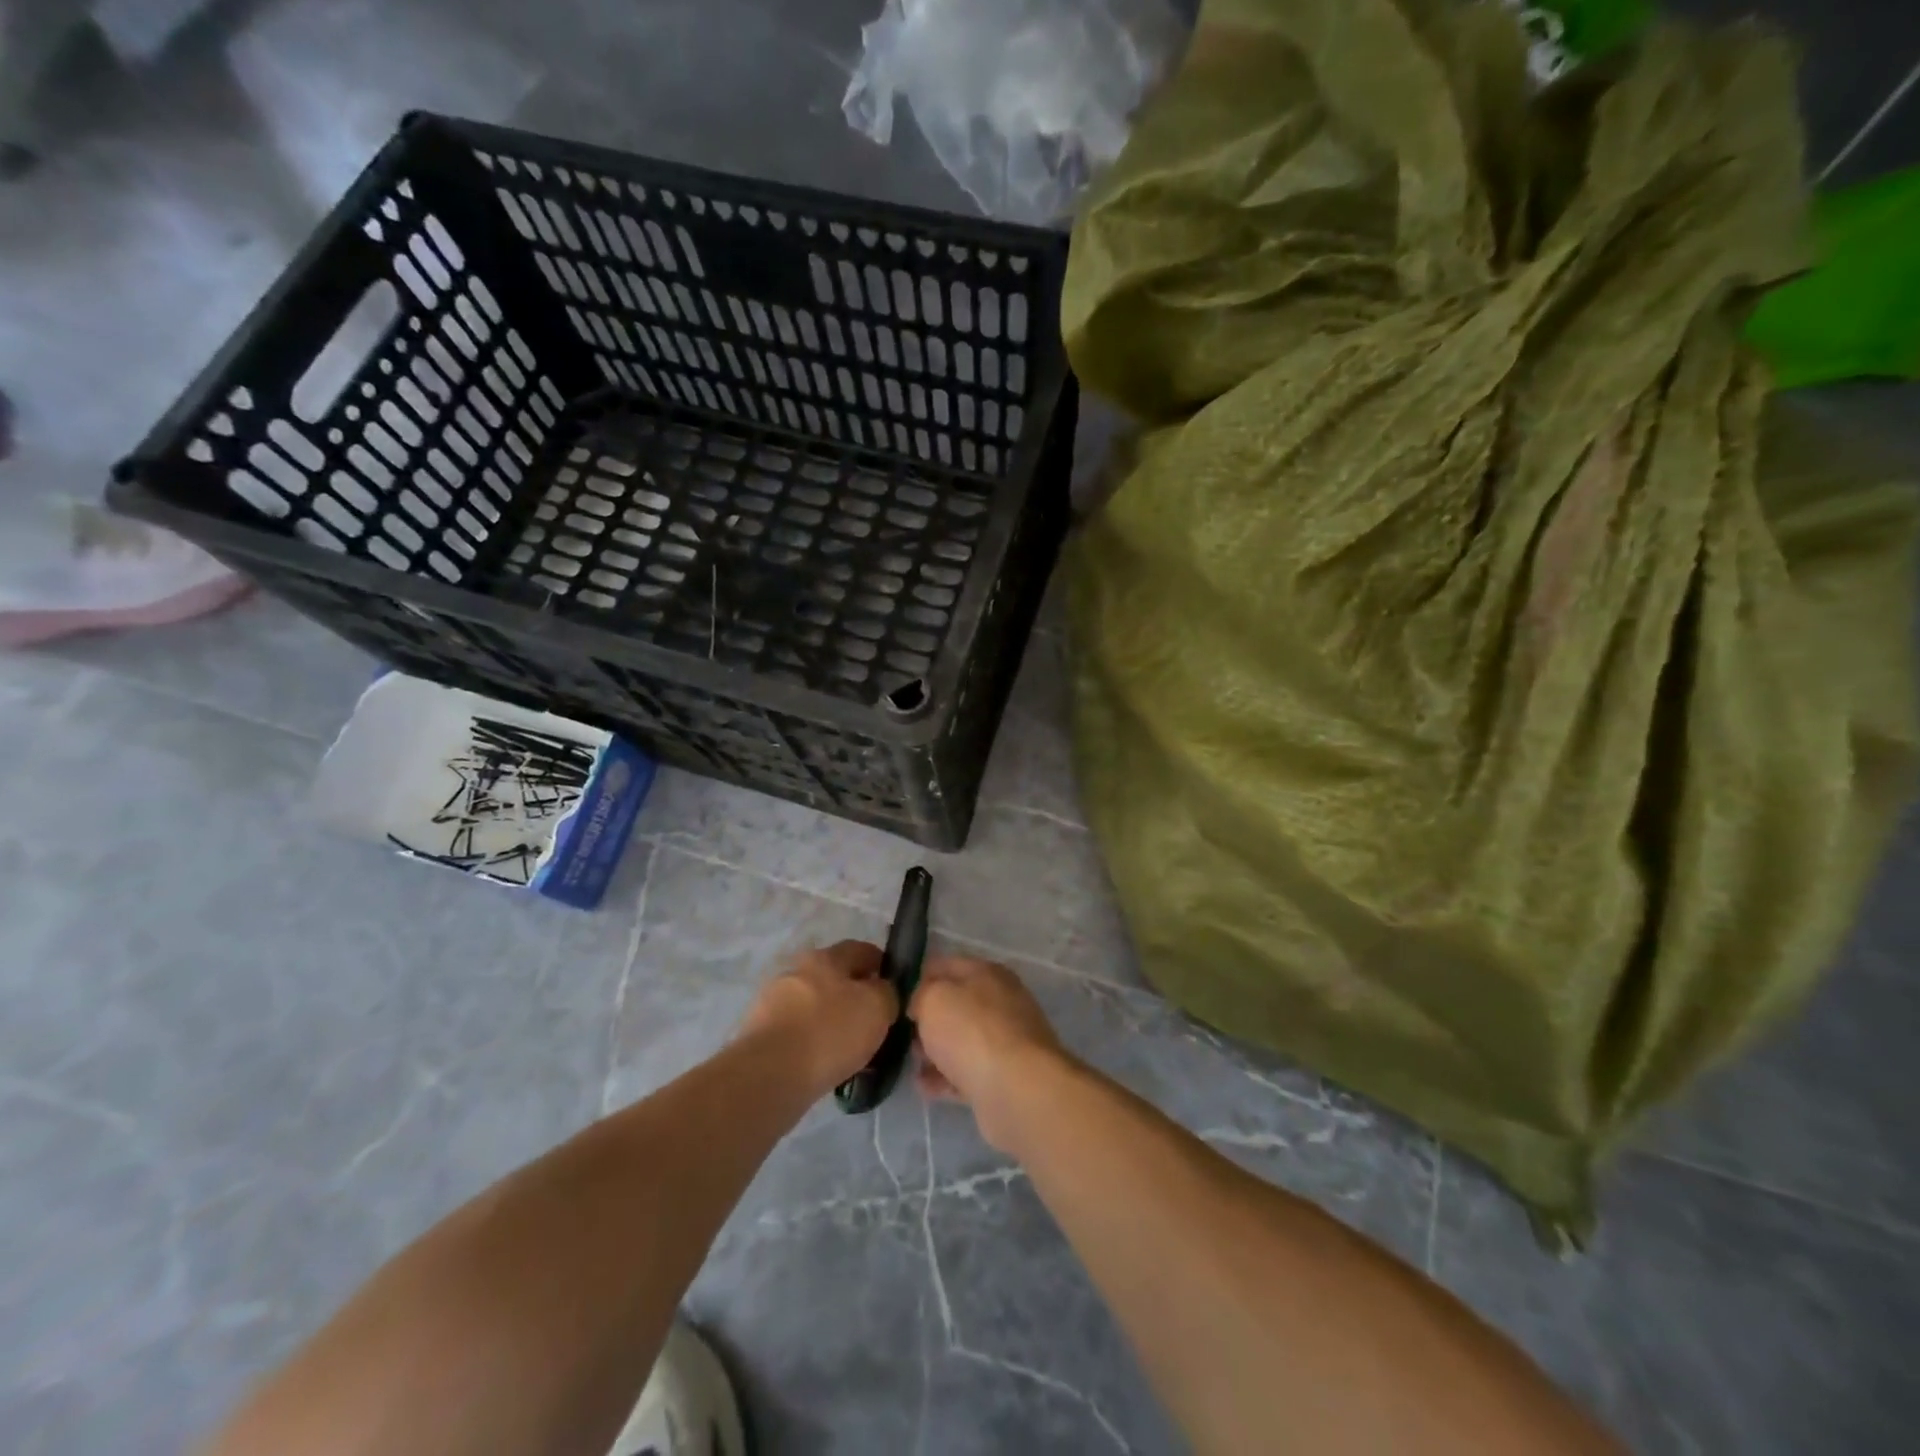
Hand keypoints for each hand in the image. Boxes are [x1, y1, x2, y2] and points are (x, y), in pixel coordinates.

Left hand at [737, 940, 899, 1095]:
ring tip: (850, 1051)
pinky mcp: (759, 1033)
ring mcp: (773, 1002)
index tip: (895, 990)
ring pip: (815, 1007)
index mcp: (825, 957)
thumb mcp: (877, 1007)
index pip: (861, 950)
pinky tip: (825, 1065)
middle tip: (874, 1024)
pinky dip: (813, 1043)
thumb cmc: (829, 1032)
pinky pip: (798, 1033)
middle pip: (835, 978)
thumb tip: (882, 992)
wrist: (768, 1076)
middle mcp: (796, 971)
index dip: (882, 966)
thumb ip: (887, 993)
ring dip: (833, 1022)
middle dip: (855, 997)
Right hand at [910, 956, 1068, 1150]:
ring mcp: (1006, 1041)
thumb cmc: (971, 1031)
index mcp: (988, 973)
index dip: (920, 977)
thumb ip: (921, 994)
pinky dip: (946, 1078)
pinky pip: (969, 1073)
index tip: (897, 997)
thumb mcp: (933, 998)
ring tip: (912, 1062)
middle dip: (928, 1018)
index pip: (947, 965)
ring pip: (963, 1040)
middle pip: (957, 1004)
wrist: (1017, 1089)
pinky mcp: (1005, 1077)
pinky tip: (924, 1087)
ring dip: (936, 1050)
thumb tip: (921, 1004)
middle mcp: (1001, 1002)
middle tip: (903, 1033)